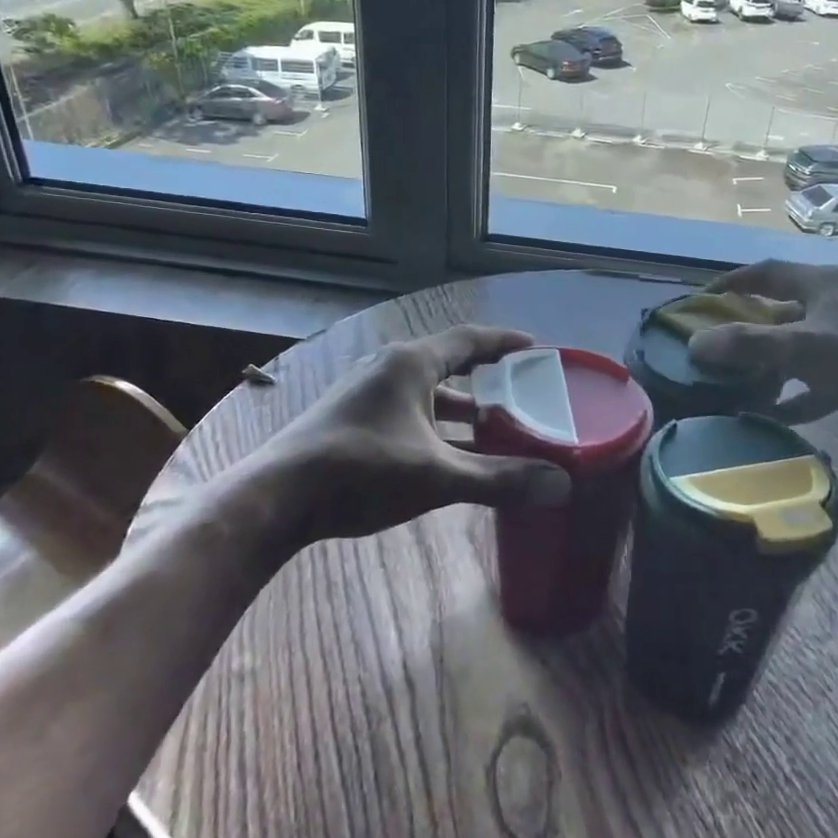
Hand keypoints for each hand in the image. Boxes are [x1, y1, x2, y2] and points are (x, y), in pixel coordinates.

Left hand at [214, 326, 572, 551]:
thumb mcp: (438, 476)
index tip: (535, 347)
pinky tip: (444, 454)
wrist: (275, 498)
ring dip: (458, 408)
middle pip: (448, 364)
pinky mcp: (350, 417)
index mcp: (410, 364)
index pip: (469, 340)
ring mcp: (364, 392)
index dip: (504, 343)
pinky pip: (406, 409)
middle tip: (520, 394)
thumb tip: (561, 485)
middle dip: (486, 380)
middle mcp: (387, 367)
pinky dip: (433, 424)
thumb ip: (500, 479)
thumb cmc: (361, 472)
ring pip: (425, 392)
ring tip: (491, 429)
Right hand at [688, 261, 837, 443]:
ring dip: (766, 366)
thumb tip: (695, 344)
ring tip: (733, 383)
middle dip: (746, 330)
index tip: (703, 298)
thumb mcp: (802, 348)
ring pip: (794, 349)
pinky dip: (792, 396)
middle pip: (778, 312)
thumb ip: (747, 345)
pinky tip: (768, 415)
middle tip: (713, 346)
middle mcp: (833, 306)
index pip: (768, 273)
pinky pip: (812, 381)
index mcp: (822, 285)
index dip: (734, 282)